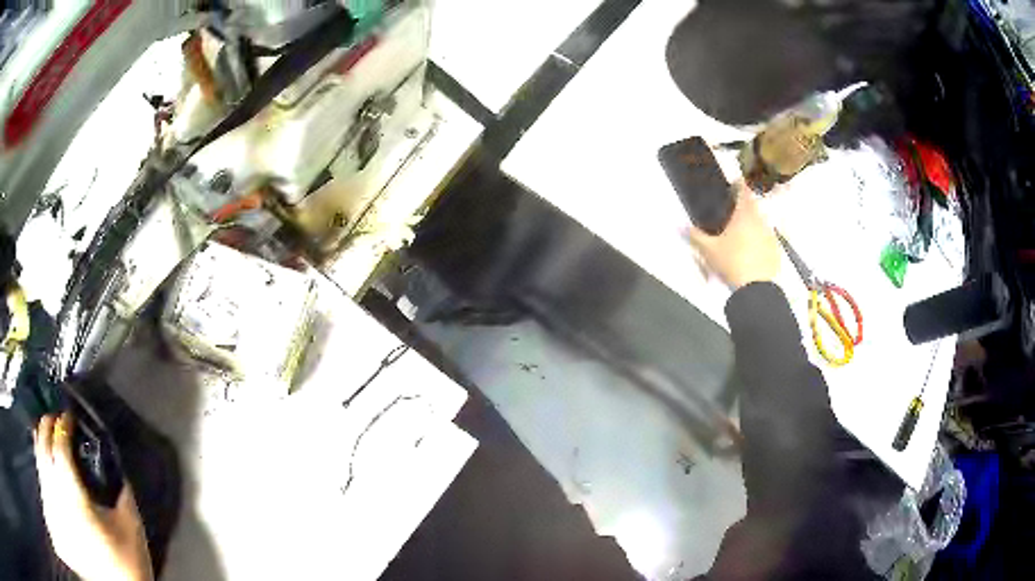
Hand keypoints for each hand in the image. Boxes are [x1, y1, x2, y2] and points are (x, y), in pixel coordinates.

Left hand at [35, 413, 152, 580]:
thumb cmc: (124, 559)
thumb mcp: (130, 526)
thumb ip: (123, 491)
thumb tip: (117, 463)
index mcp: (72, 491)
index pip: (60, 444)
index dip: (64, 424)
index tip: (71, 415)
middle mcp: (55, 490)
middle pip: (43, 443)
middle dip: (48, 423)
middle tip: (57, 416)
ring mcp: (52, 500)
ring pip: (38, 456)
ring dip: (40, 436)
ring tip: (47, 427)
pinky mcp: (53, 510)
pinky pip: (40, 472)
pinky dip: (39, 456)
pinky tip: (44, 455)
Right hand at [687, 183, 780, 288]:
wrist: (756, 289)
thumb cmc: (732, 262)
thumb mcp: (708, 250)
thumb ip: (694, 235)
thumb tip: (678, 225)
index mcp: (744, 214)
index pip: (744, 190)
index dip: (738, 184)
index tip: (733, 183)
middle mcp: (761, 220)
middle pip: (753, 206)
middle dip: (744, 206)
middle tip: (732, 212)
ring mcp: (770, 235)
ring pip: (760, 223)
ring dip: (752, 224)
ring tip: (740, 234)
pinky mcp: (776, 250)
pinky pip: (766, 239)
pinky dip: (759, 240)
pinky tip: (750, 251)